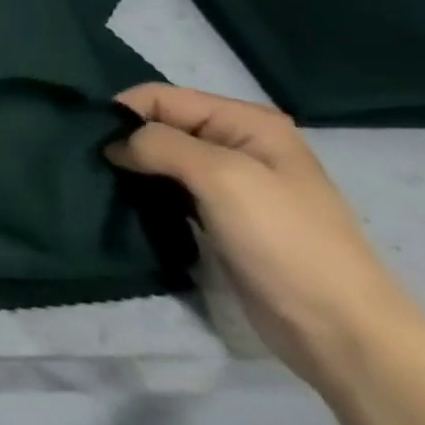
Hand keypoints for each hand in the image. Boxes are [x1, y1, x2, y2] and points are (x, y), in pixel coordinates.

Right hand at [107, 84, 415, 389]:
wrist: (336, 327)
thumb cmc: (284, 241)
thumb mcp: (221, 176)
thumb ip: (159, 144)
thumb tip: (113, 145)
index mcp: (246, 121)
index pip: (159, 96)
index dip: (122, 114)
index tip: (91, 144)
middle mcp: (237, 143)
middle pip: (158, 124)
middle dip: (123, 140)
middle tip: (89, 165)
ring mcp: (229, 181)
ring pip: (158, 157)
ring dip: (130, 168)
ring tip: (101, 184)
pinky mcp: (217, 214)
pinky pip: (167, 188)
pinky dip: (143, 191)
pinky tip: (126, 203)